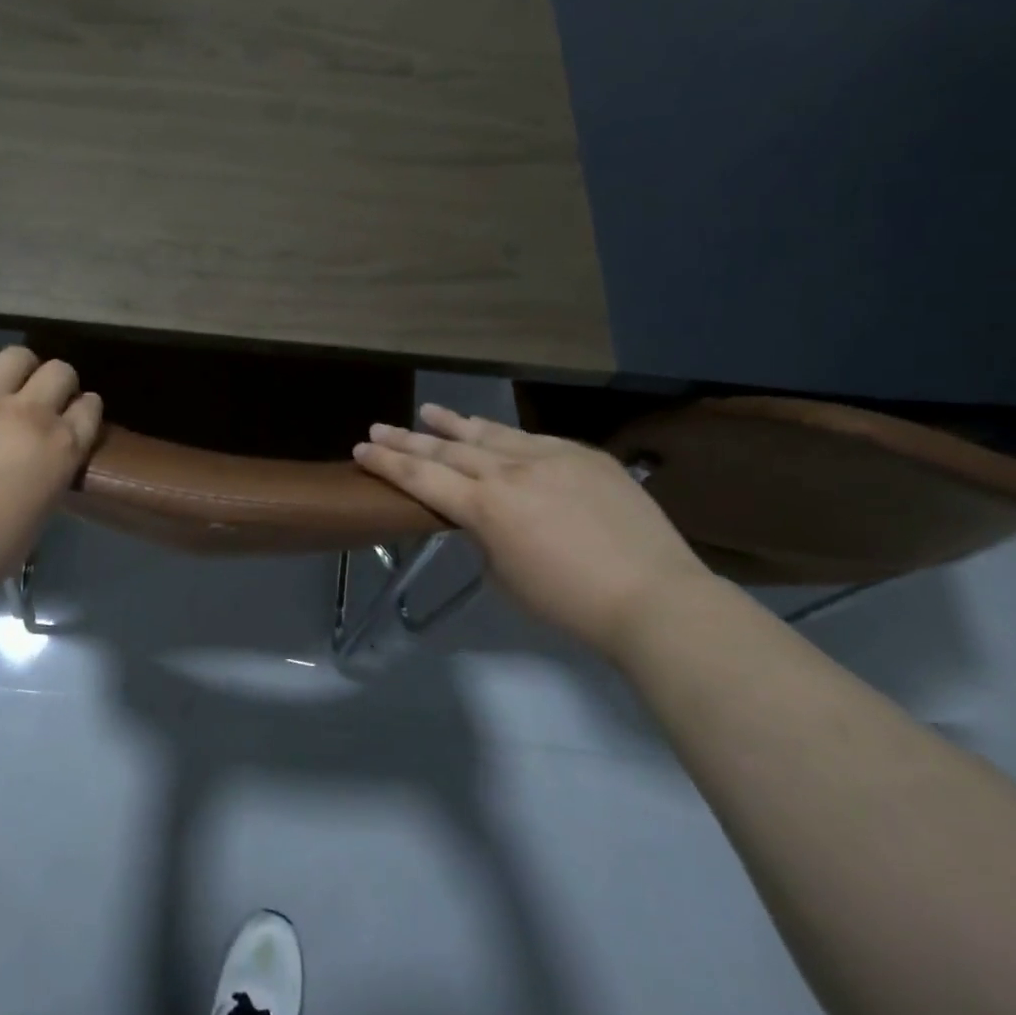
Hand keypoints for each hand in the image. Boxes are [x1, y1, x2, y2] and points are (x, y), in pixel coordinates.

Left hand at [0, 347, 101, 603]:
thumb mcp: (38, 515)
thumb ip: (46, 479)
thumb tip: (34, 470)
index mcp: (61, 447)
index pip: (89, 408)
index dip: (85, 408)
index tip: (77, 415)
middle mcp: (27, 415)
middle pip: (59, 372)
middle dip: (59, 381)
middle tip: (45, 399)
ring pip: (12, 357)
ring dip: (17, 366)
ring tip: (7, 381)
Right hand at [354, 403, 713, 656]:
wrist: (655, 598)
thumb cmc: (570, 603)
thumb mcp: (506, 577)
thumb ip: (485, 537)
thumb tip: (483, 518)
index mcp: (486, 508)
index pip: (422, 479)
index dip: (387, 463)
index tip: (360, 449)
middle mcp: (510, 472)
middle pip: (447, 450)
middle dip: (408, 439)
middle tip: (378, 426)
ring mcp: (550, 457)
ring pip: (490, 433)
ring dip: (454, 424)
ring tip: (428, 411)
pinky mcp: (584, 456)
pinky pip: (532, 439)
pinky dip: (504, 435)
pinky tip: (492, 431)